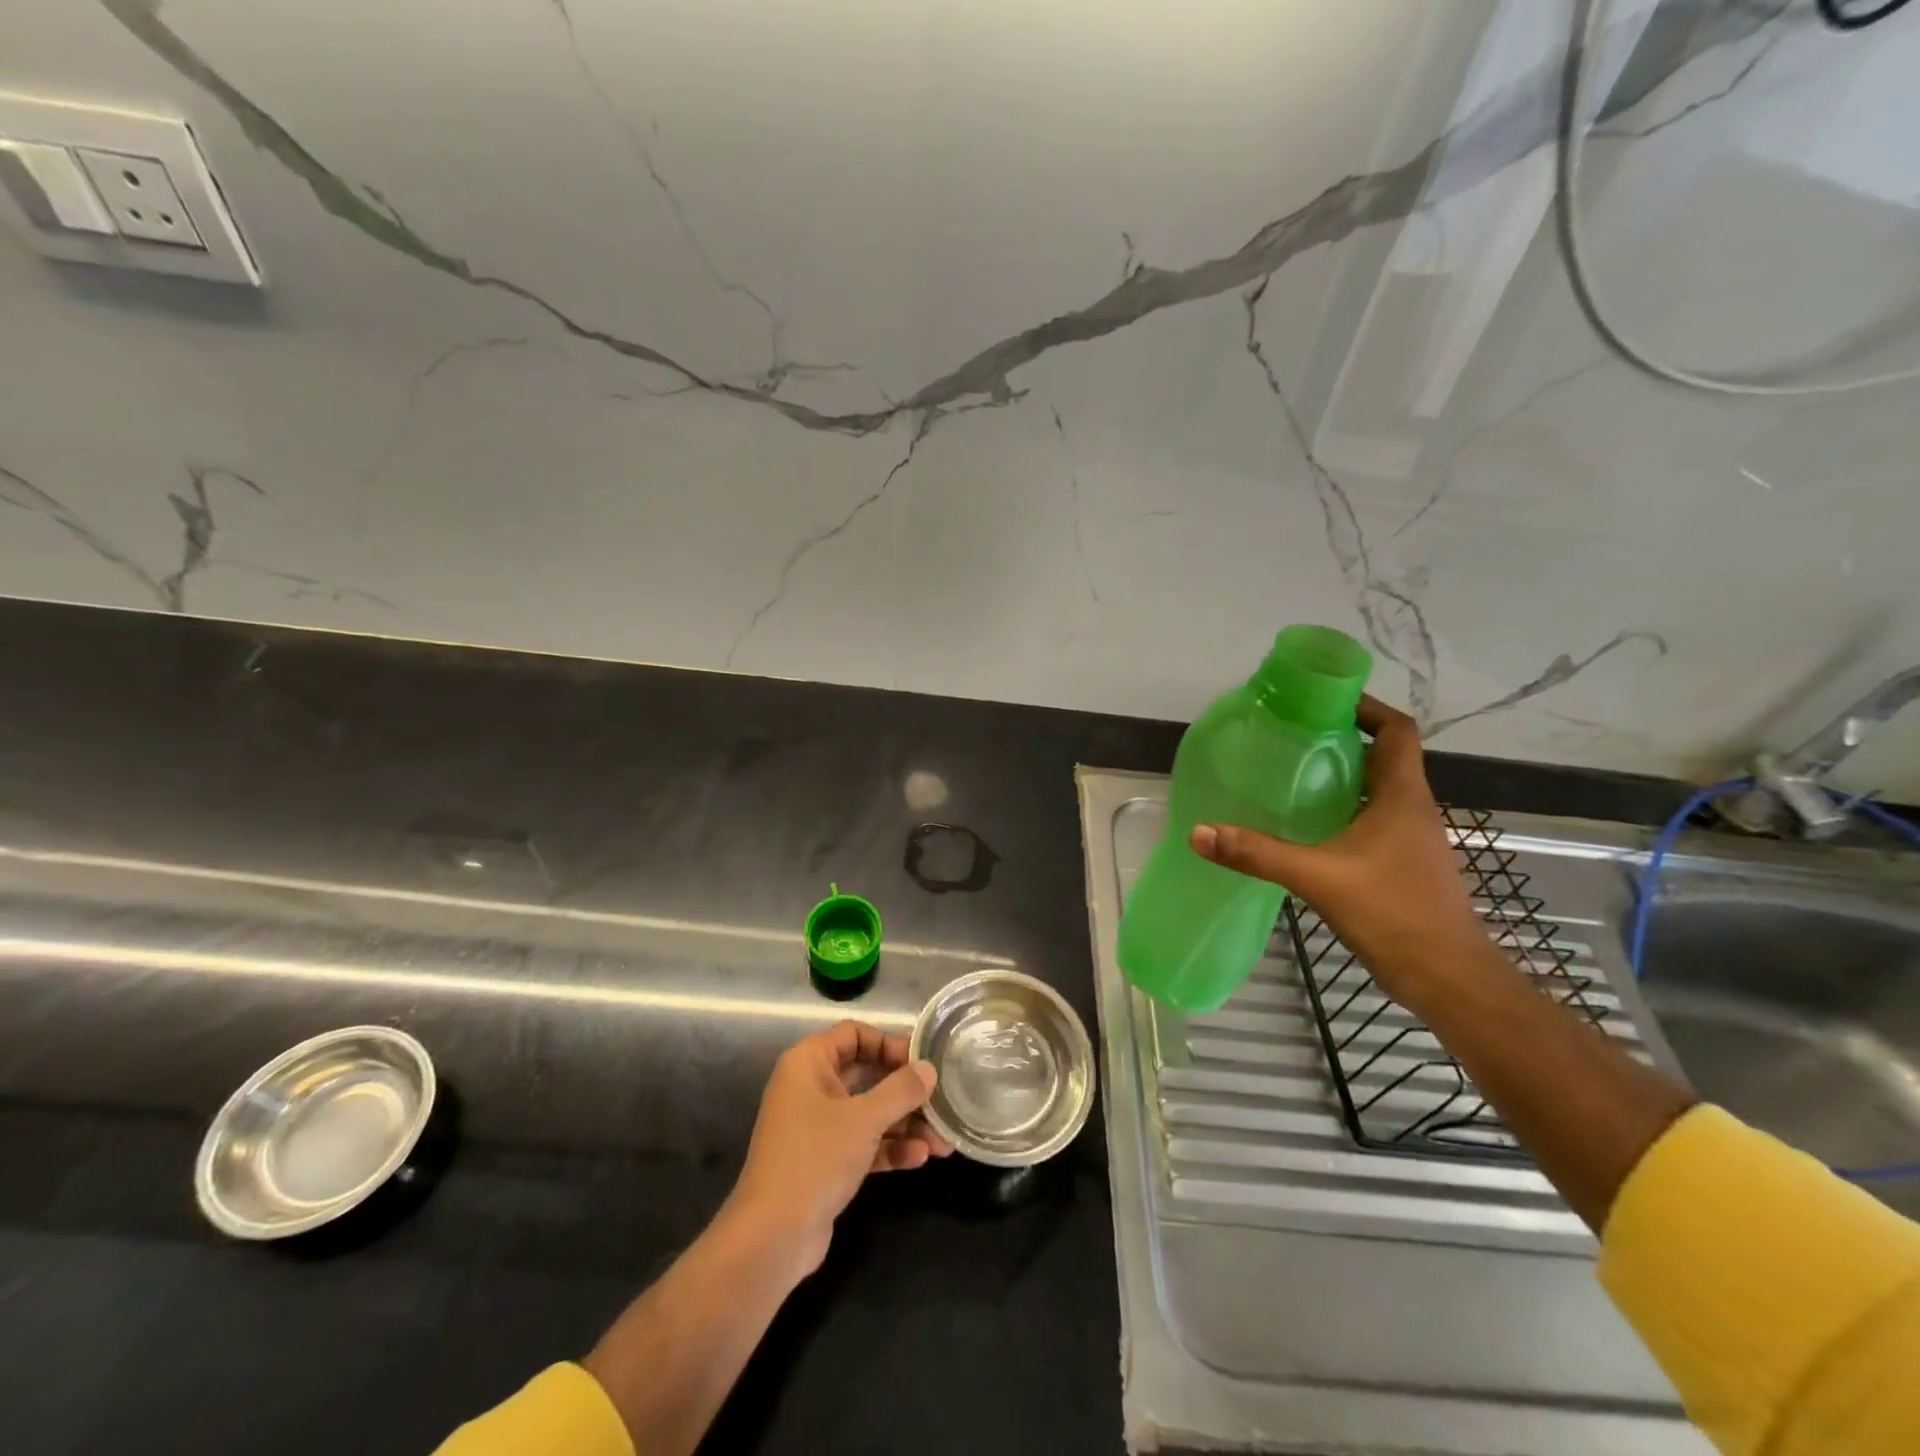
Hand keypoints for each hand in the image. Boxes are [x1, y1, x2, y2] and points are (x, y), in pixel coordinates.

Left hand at [722, 1021, 951, 1277]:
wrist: (772, 1238)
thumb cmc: (816, 1158)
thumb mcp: (865, 1119)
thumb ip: (901, 1090)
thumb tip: (929, 1069)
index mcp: (809, 1063)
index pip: (854, 1034)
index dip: (889, 1043)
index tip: (922, 1060)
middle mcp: (810, 1088)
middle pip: (866, 1074)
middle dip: (905, 1090)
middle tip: (940, 1097)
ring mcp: (816, 1127)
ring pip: (868, 1112)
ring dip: (905, 1124)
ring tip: (943, 1140)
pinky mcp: (824, 1162)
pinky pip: (863, 1143)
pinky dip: (889, 1148)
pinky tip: (921, 1158)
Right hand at [1189, 695, 1492, 1005]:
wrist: (1449, 980)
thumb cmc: (1395, 914)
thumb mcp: (1318, 878)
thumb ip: (1257, 853)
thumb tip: (1200, 832)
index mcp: (1402, 796)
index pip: (1395, 731)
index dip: (1365, 708)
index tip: (1322, 701)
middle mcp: (1412, 809)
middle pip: (1382, 755)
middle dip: (1340, 739)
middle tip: (1290, 735)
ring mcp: (1410, 838)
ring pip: (1376, 789)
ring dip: (1340, 776)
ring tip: (1289, 773)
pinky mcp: (1401, 864)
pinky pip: (1371, 819)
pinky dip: (1341, 810)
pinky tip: (1304, 826)